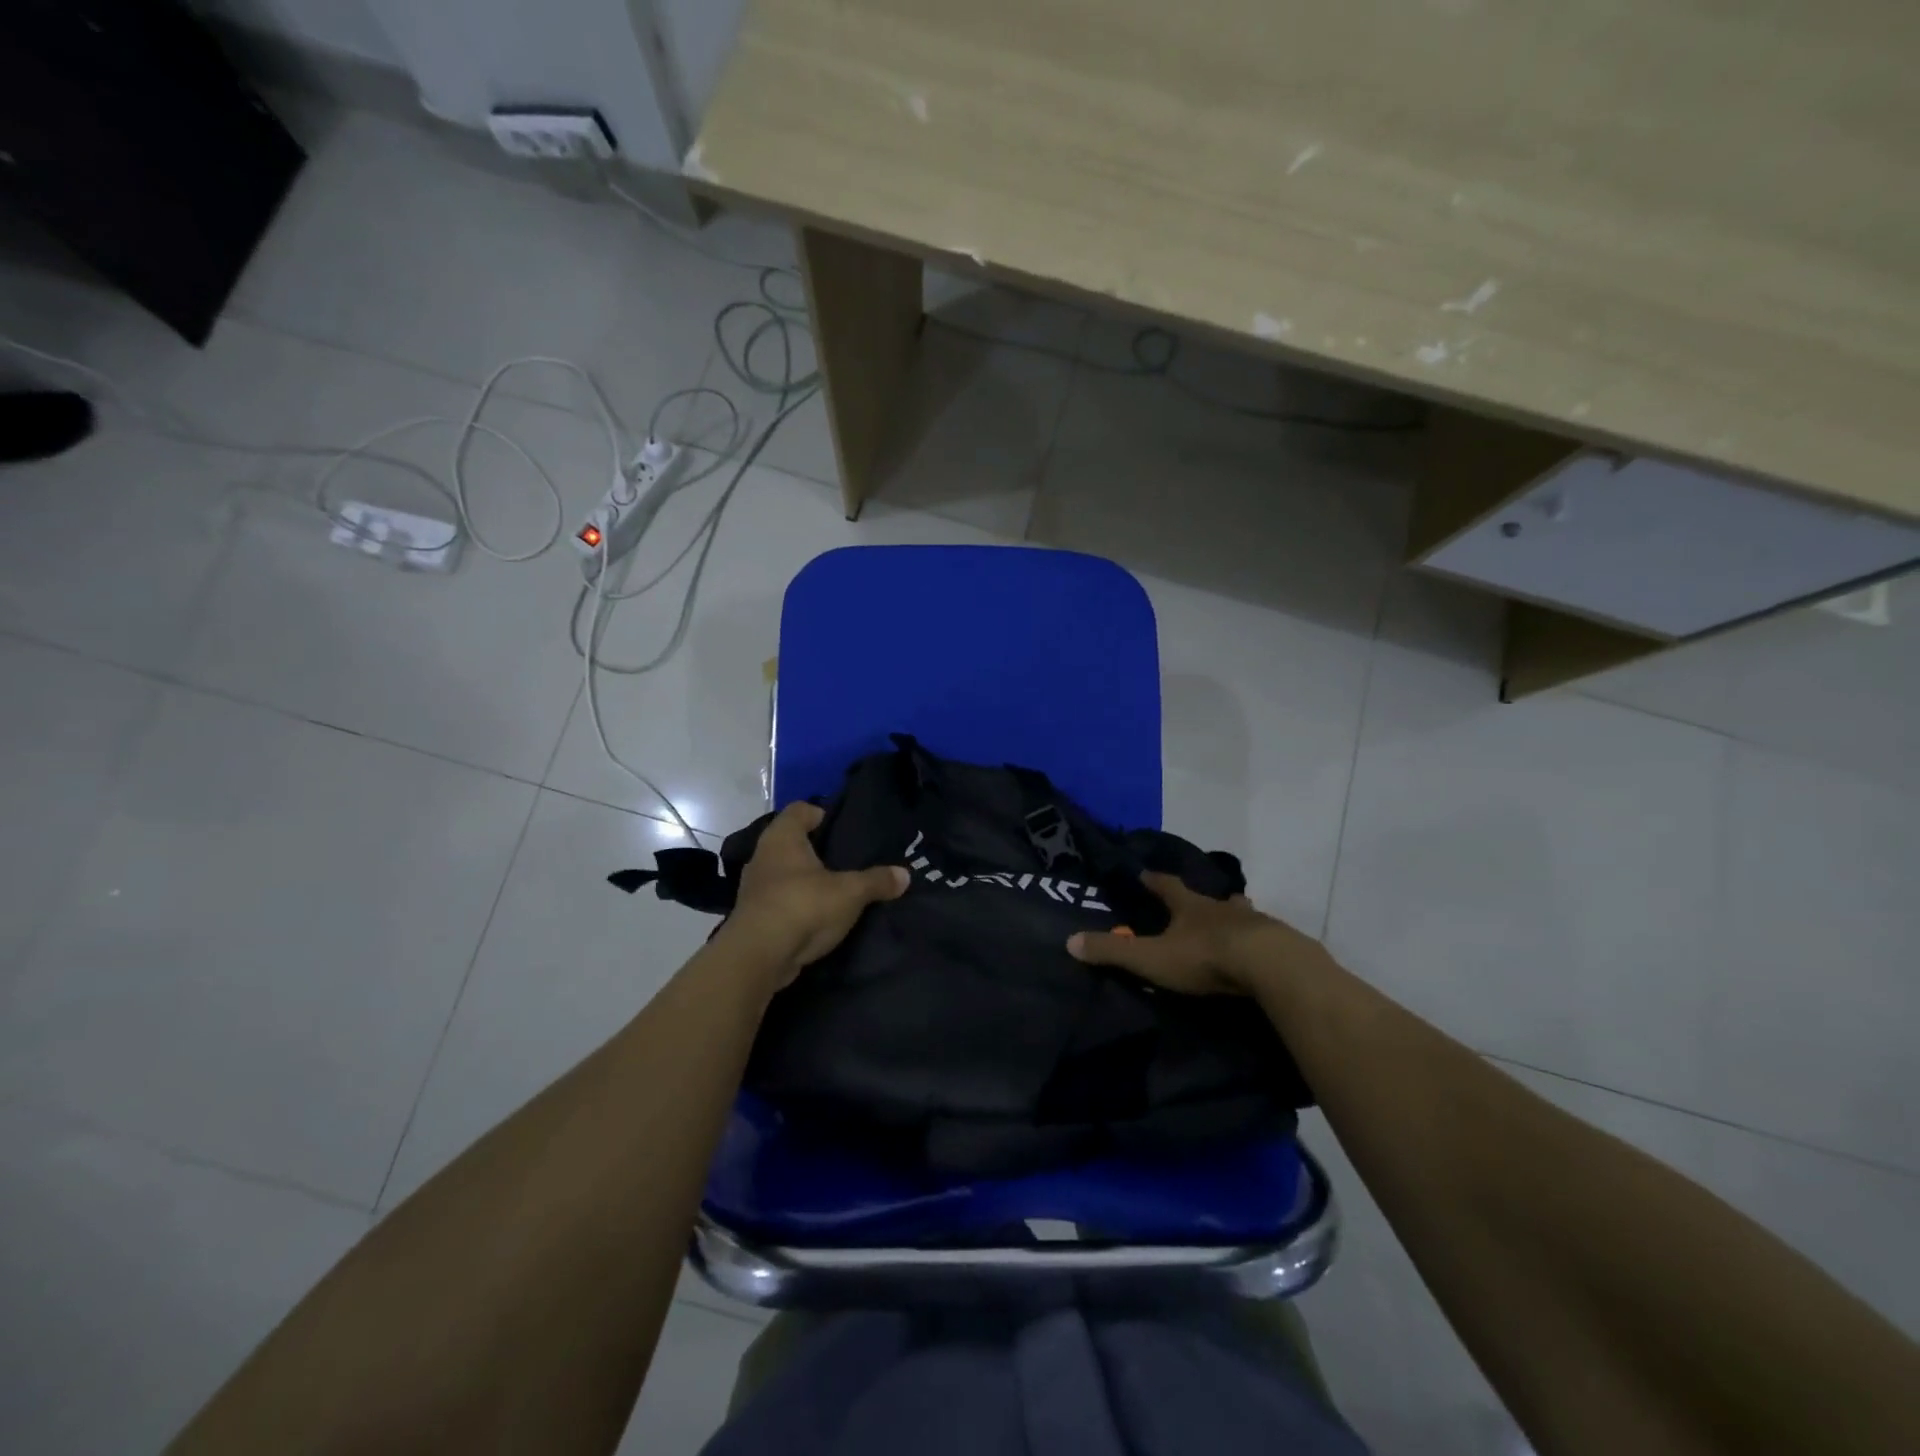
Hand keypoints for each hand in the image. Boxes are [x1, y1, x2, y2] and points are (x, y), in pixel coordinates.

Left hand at [721, 802, 908, 986]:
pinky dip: (796, 904)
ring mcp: (754, 887)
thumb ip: (877, 881)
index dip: (820, 813)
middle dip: (815, 849)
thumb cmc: (803, 906)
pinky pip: (779, 900)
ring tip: (833, 889)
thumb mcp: (850, 892)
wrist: (758, 956)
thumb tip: (905, 875)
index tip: (840, 827)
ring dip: (804, 879)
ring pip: (783, 872)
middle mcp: (762, 855)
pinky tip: (816, 915)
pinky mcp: (753, 916)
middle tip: (844, 859)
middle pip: (790, 842)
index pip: (799, 810)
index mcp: (782, 837)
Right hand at [1066, 871, 1321, 995]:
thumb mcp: (1152, 957)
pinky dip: (1255, 940)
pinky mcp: (1277, 943)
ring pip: (1239, 913)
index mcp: (1189, 906)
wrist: (1269, 966)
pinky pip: (1262, 937)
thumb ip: (1113, 951)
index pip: (1166, 886)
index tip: (1144, 873)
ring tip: (1229, 922)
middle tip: (1193, 902)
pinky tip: (1256, 950)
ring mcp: (1253, 923)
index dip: (1153, 880)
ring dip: (1231, 916)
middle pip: (1206, 897)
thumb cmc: (1205, 957)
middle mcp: (1221, 907)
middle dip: (1197, 899)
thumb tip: (1069, 941)